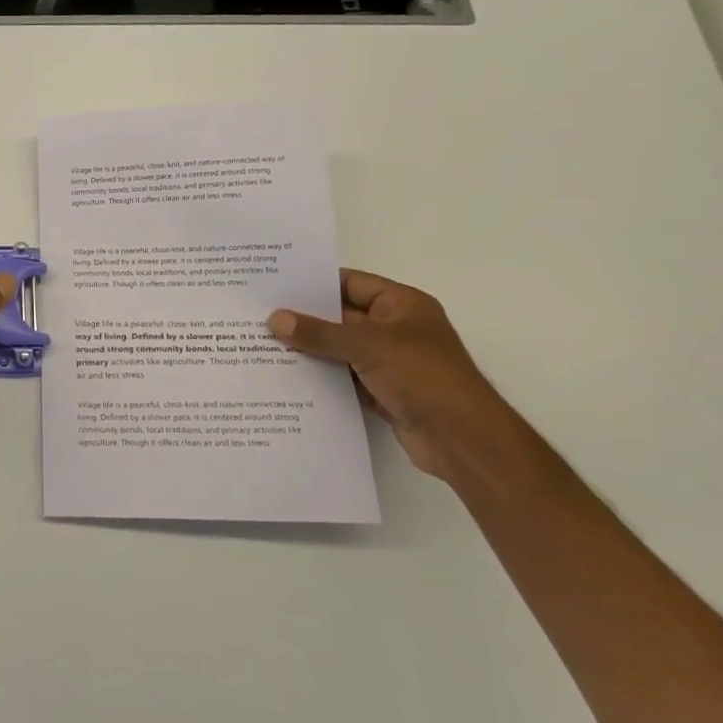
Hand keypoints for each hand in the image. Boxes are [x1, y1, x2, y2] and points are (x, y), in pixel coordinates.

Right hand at [268, 269, 527, 482]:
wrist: (462, 439)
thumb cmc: (422, 376)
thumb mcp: (366, 346)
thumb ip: (318, 333)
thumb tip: (274, 318)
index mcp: (402, 305)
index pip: (351, 283)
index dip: (315, 283)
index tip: (275, 284)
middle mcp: (396, 329)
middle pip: (342, 316)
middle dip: (305, 318)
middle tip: (260, 313)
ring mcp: (389, 362)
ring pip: (340, 349)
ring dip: (309, 349)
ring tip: (262, 343)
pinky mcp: (382, 392)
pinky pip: (343, 377)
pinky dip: (320, 376)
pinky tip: (285, 374)